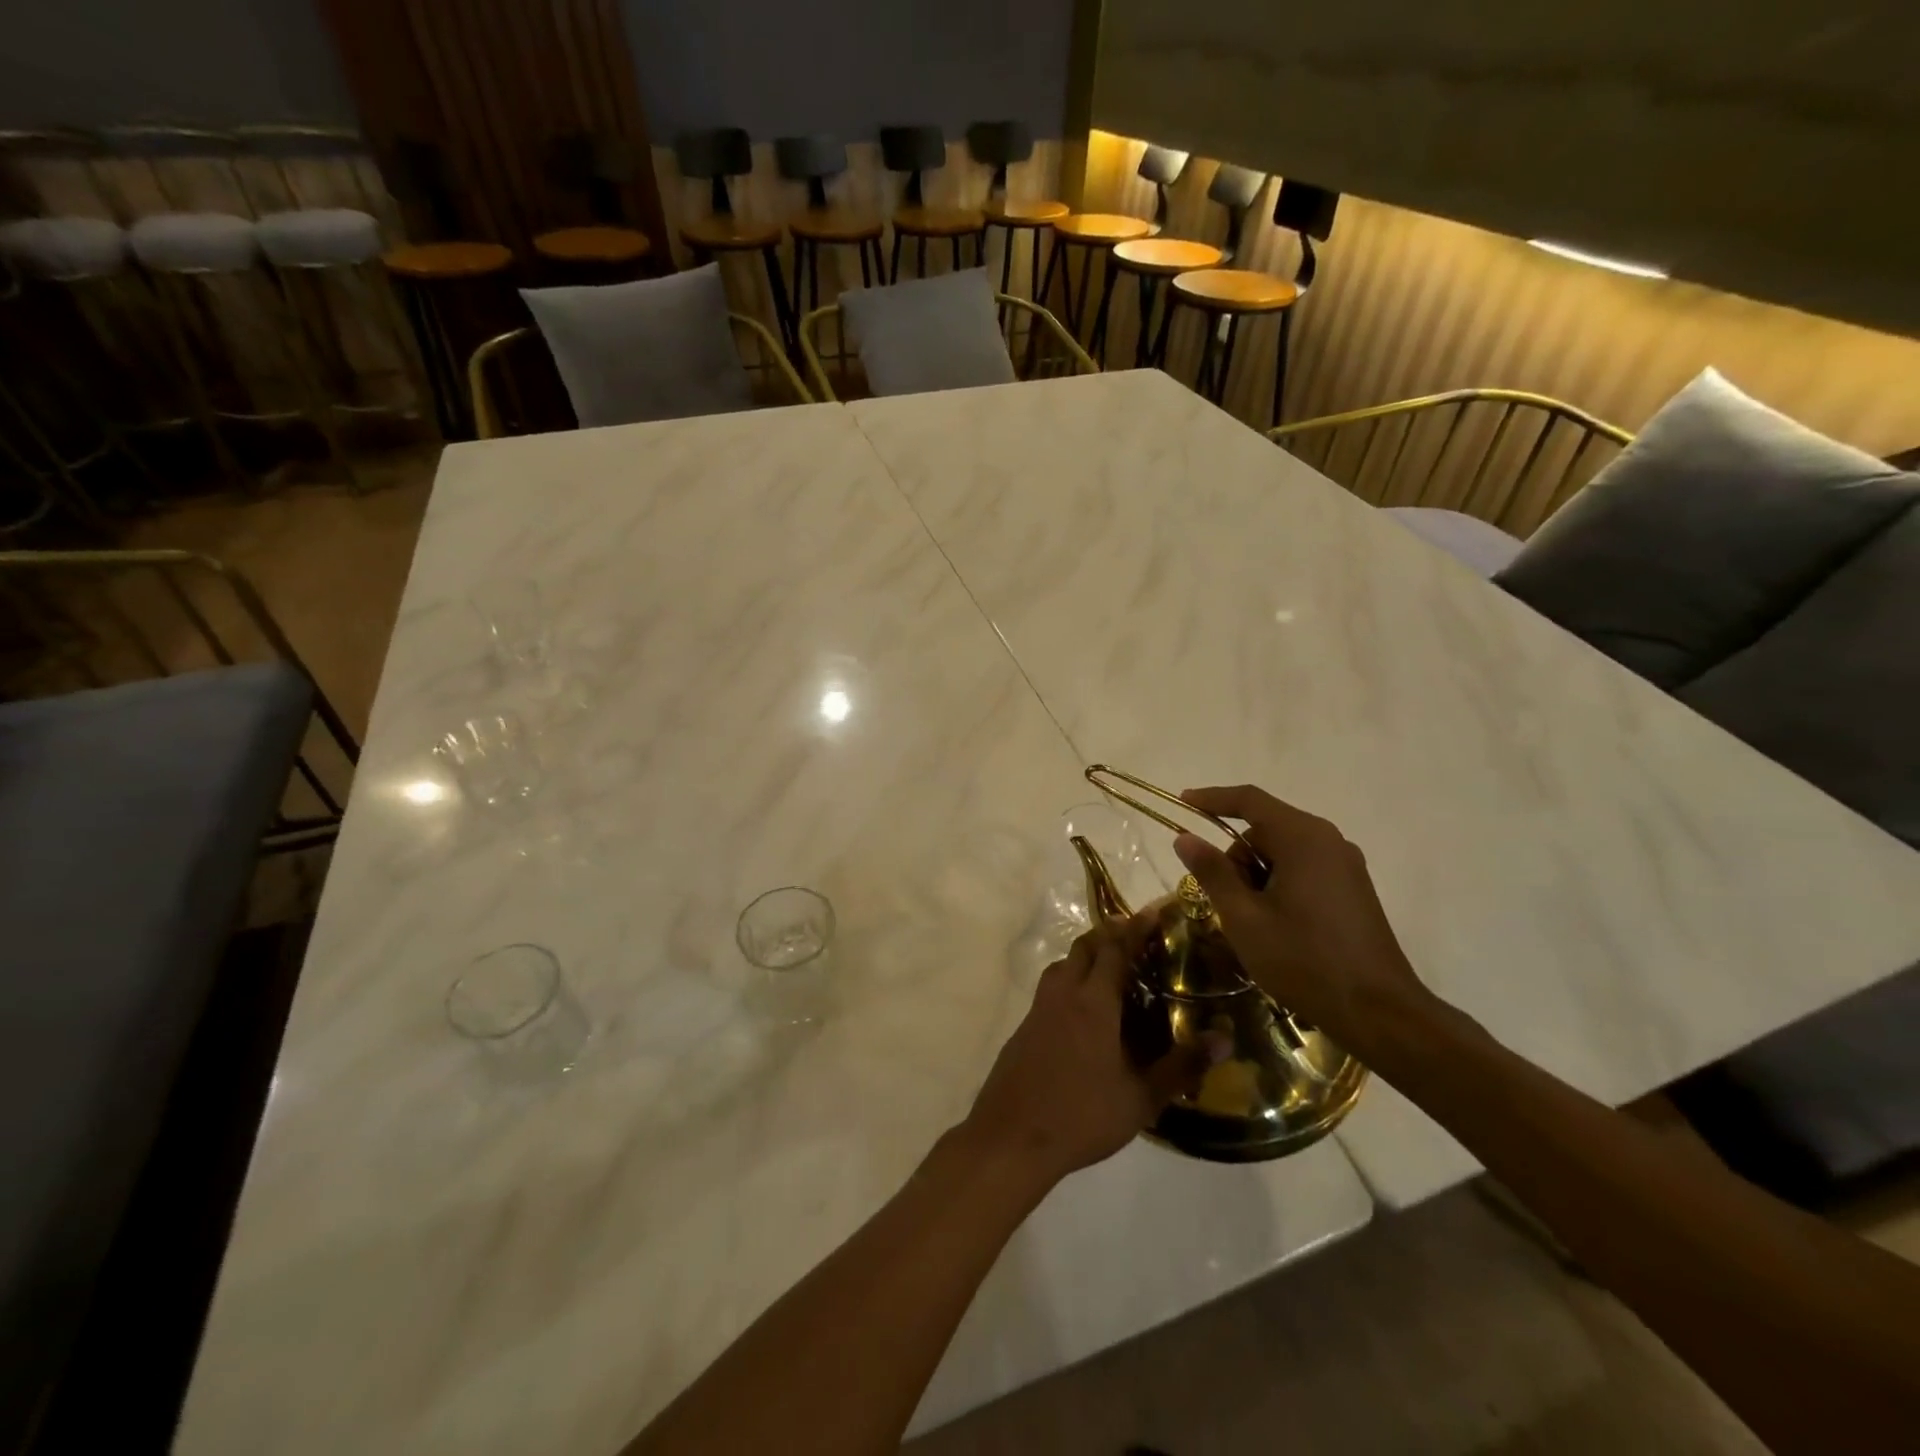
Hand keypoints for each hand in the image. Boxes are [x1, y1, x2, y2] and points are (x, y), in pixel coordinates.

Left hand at [960, 918, 1199, 1184]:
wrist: (1011, 1137)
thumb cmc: (1081, 1116)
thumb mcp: (1141, 1098)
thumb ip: (1181, 1066)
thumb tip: (1224, 1038)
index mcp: (1093, 1002)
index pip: (1116, 949)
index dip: (1136, 927)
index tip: (1155, 910)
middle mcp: (1063, 994)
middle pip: (1085, 947)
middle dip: (1110, 934)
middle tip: (1138, 935)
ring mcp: (1039, 1009)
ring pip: (1063, 965)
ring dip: (1087, 955)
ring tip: (1113, 968)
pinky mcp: (1025, 1026)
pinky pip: (1052, 987)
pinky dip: (1071, 980)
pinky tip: (1085, 1008)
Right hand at [1173, 784, 1430, 1059]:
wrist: (1379, 1012)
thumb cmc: (1304, 960)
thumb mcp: (1244, 918)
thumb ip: (1212, 872)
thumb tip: (1185, 837)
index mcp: (1303, 838)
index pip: (1249, 800)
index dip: (1212, 798)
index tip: (1182, 803)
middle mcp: (1329, 841)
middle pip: (1266, 829)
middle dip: (1236, 856)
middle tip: (1223, 899)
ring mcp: (1346, 865)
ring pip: (1284, 852)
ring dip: (1257, 875)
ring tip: (1250, 921)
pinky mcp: (1354, 889)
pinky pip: (1304, 869)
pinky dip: (1279, 884)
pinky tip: (1275, 925)